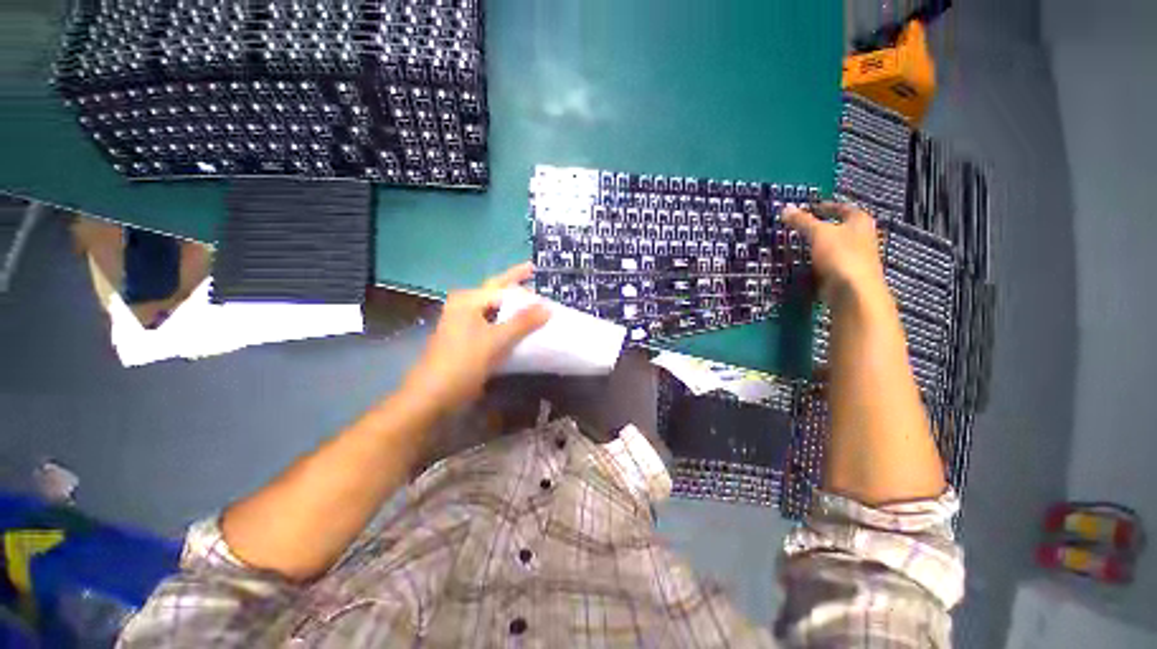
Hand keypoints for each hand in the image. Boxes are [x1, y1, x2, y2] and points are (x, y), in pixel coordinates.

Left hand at [404, 263, 550, 410]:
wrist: (434, 394)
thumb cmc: (463, 362)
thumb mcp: (496, 340)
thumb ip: (523, 322)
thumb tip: (547, 307)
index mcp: (468, 300)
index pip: (502, 286)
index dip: (523, 285)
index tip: (542, 283)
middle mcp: (465, 305)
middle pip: (496, 291)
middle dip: (515, 284)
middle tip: (535, 277)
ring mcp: (465, 322)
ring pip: (495, 308)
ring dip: (514, 306)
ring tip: (534, 303)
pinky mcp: (468, 337)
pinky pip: (493, 323)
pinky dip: (508, 322)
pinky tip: (520, 326)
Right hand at [782, 202, 890, 309]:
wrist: (853, 293)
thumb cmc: (841, 255)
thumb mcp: (818, 233)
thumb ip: (802, 221)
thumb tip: (785, 208)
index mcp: (859, 222)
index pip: (842, 208)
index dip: (826, 207)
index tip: (809, 208)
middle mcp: (861, 238)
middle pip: (838, 229)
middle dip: (819, 229)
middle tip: (797, 228)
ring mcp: (854, 259)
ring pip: (831, 249)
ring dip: (815, 249)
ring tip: (795, 248)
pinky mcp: (844, 276)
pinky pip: (826, 267)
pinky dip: (814, 266)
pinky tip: (800, 268)